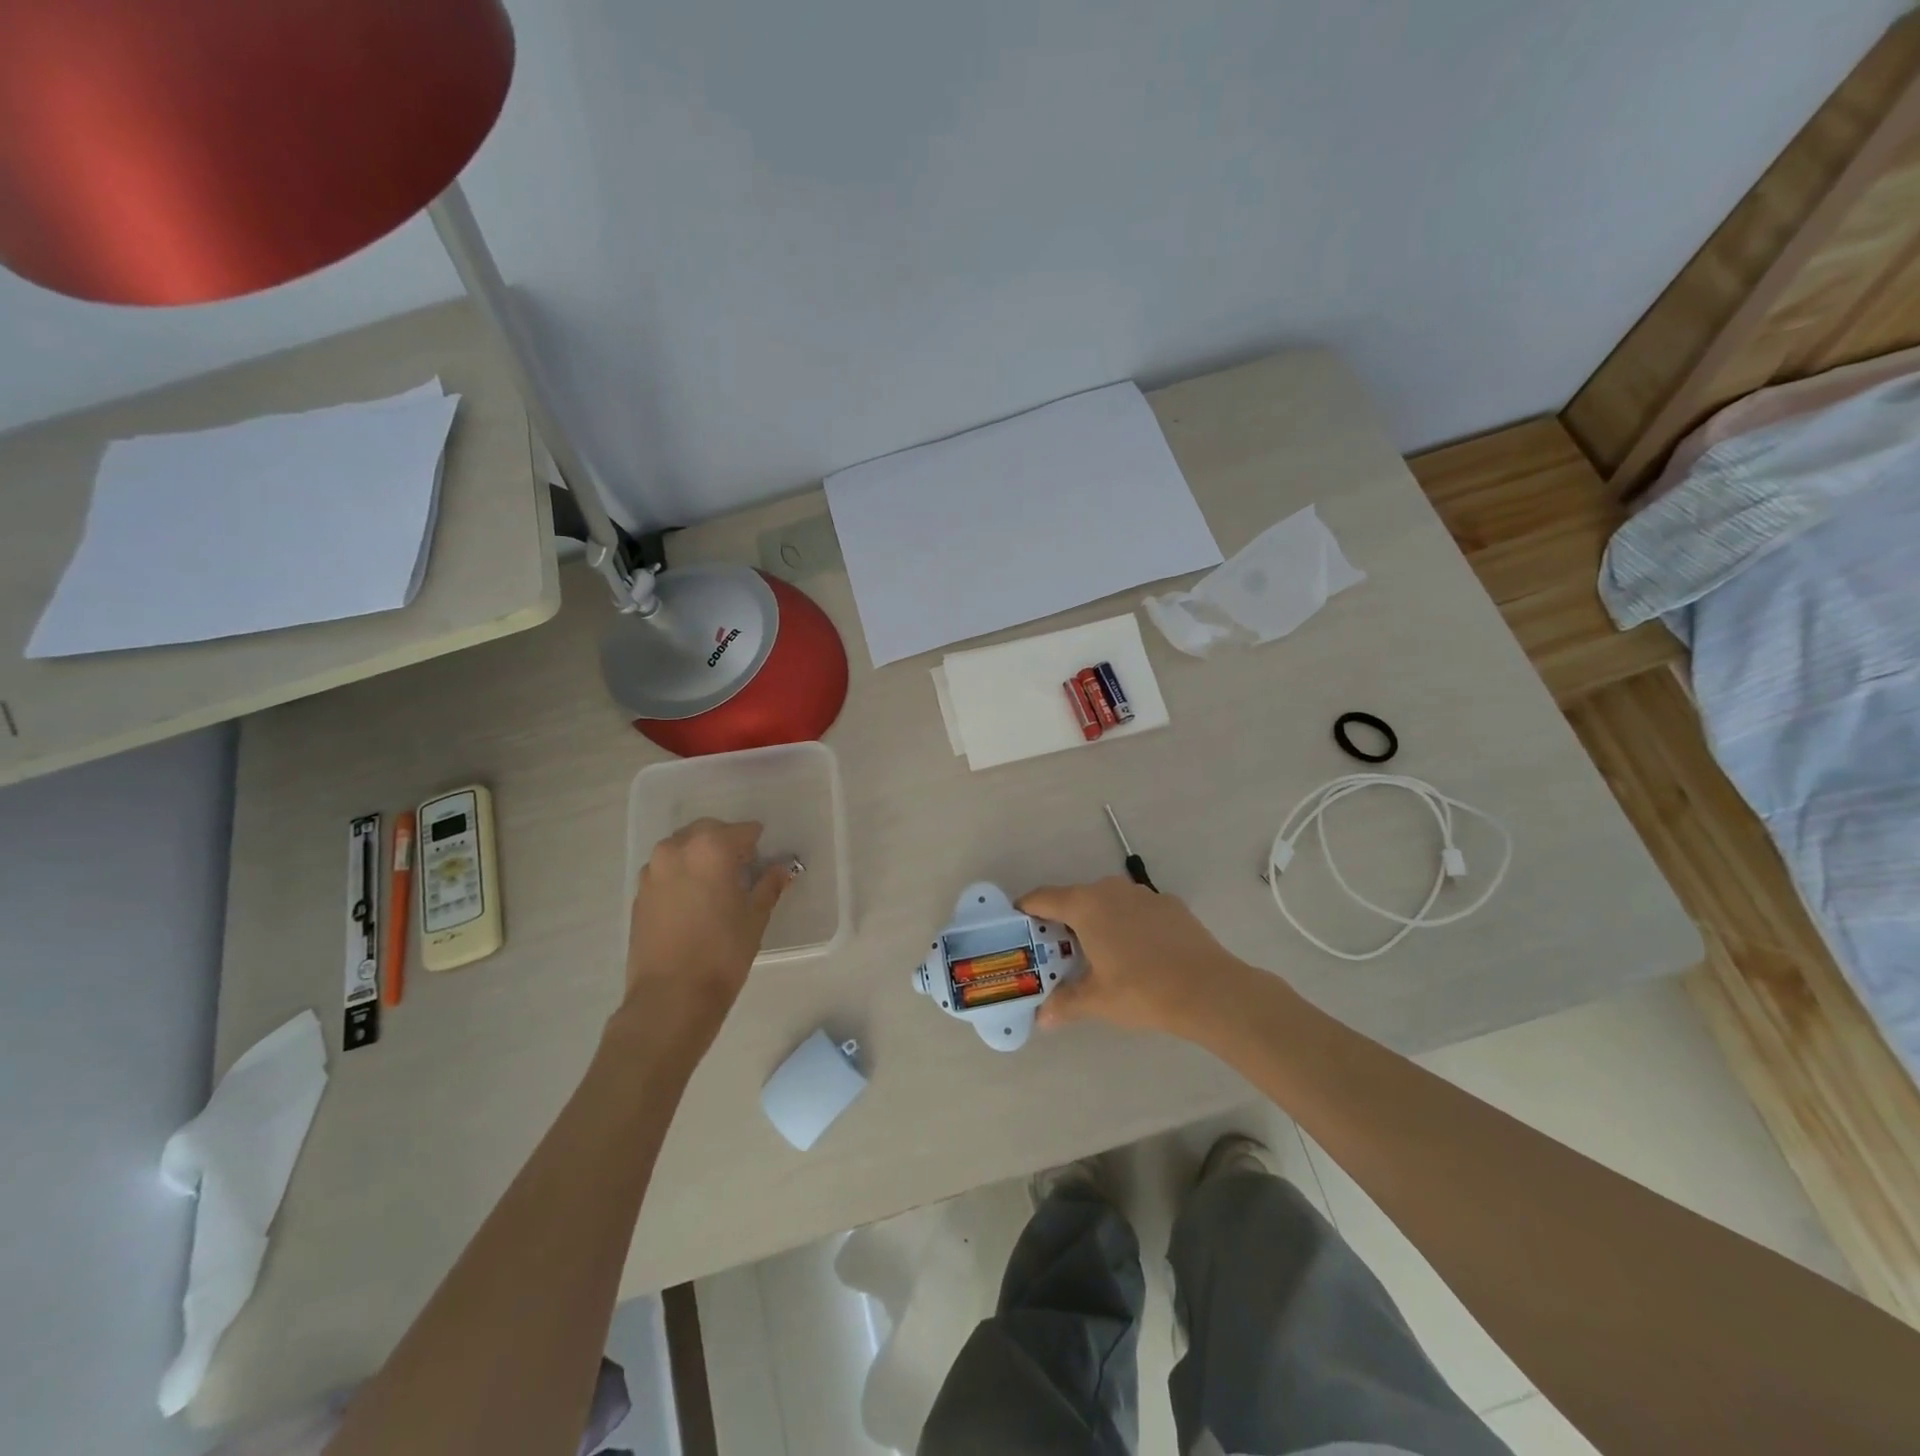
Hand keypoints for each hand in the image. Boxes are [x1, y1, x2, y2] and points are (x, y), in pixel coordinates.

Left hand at [622, 818, 792, 1033]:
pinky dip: (681, 874)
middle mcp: (677, 849)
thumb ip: (768, 886)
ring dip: (700, 856)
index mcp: (711, 848)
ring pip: (681, 848)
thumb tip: (780, 870)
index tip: (764, 860)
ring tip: (715, 885)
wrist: (670, 996)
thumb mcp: (755, 917)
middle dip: (726, 843)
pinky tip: (693, 901)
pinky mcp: (639, 894)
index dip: (757, 844)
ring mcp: (653, 871)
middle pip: (707, 832)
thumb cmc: (722, 952)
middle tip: (741, 869)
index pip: (743, 831)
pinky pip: (665, 870)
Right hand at [1017, 877, 1251, 1037]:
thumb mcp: (1097, 1001)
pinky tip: (1137, 954)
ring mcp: (1143, 894)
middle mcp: (1110, 890)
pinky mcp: (1169, 904)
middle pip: (1075, 899)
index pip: (1043, 898)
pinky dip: (1127, 924)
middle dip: (1062, 921)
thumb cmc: (1141, 990)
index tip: (1017, 925)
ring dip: (1096, 921)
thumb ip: (1065, 1003)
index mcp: (1085, 905)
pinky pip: (1135, 910)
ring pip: (1107, 902)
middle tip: (1056, 950)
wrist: (1209, 989)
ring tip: (1097, 954)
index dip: (1026, 910)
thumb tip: (1042, 1018)